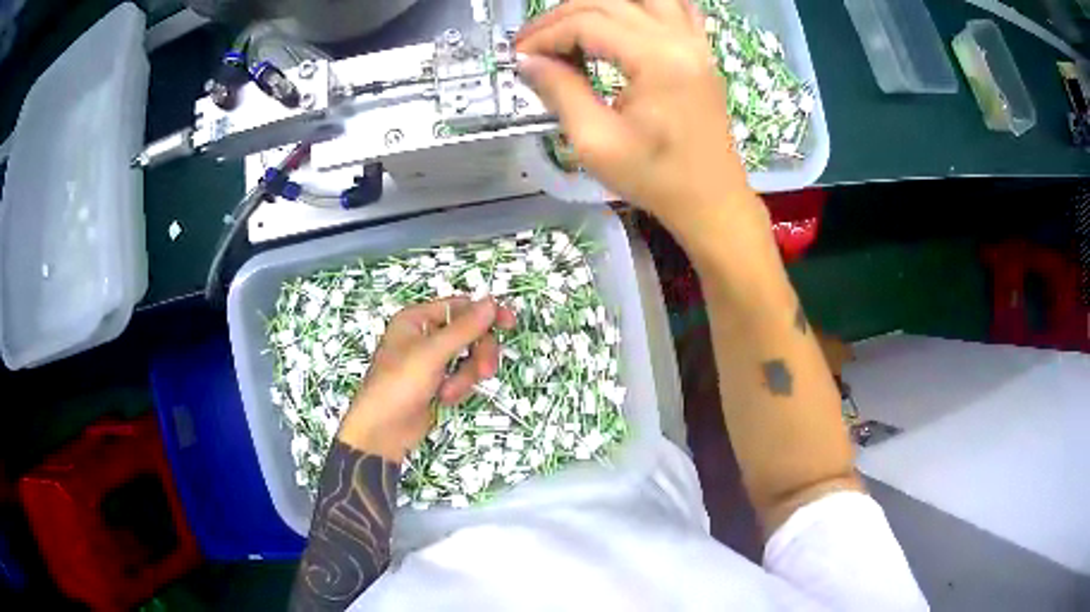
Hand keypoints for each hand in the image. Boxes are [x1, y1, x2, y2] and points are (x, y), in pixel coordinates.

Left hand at [338, 297, 515, 462]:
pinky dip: (458, 388)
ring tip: (449, 392)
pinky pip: (462, 377)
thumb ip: (464, 328)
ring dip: (466, 377)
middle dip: (478, 354)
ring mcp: (432, 361)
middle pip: (469, 334)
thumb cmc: (399, 385)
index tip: (509, 324)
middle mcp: (425, 336)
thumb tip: (490, 302)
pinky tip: (444, 399)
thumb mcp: (432, 353)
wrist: (383, 431)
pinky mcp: (437, 383)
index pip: (460, 307)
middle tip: (484, 371)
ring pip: (469, 358)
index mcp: (417, 319)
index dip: (485, 314)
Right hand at [516, 0, 760, 232]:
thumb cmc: (657, 179)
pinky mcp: (702, 50)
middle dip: (562, 17)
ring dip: (599, 5)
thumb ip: (560, 92)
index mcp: (657, 60)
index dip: (545, 35)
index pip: (588, 23)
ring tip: (572, 29)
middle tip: (535, 45)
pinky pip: (675, 6)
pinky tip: (623, 17)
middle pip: (609, 3)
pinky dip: (642, 5)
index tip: (520, 56)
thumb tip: (528, 62)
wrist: (712, 201)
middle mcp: (680, 39)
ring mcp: (696, 41)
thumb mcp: (597, 142)